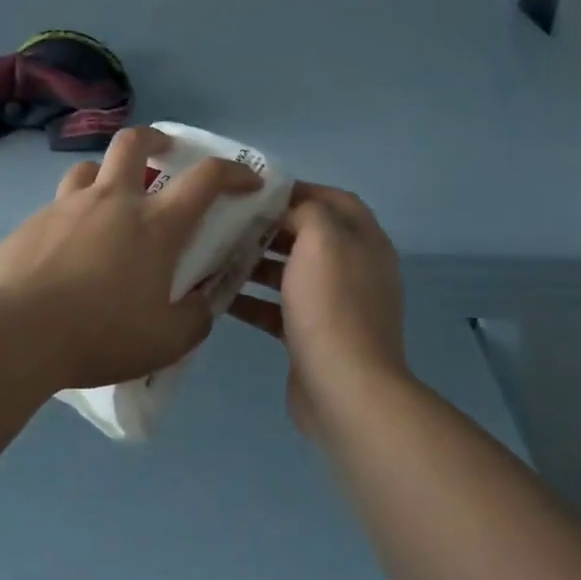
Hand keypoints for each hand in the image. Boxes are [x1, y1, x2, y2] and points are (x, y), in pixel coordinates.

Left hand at [0, 127, 262, 392]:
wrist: (17, 333)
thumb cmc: (101, 335)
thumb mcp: (166, 341)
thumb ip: (195, 317)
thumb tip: (202, 301)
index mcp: (154, 225)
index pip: (205, 179)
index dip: (233, 171)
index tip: (246, 180)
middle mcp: (112, 201)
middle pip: (134, 142)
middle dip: (156, 139)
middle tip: (164, 154)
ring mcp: (67, 206)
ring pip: (90, 168)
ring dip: (108, 174)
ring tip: (111, 202)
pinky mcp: (32, 222)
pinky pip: (60, 204)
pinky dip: (75, 213)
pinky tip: (69, 247)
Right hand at [229, 183, 410, 436]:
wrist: (344, 389)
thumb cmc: (331, 305)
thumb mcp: (321, 239)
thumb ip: (306, 211)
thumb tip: (289, 211)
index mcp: (364, 241)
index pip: (334, 200)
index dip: (298, 190)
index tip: (256, 191)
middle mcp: (354, 269)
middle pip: (308, 236)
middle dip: (269, 227)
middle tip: (228, 222)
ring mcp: (334, 306)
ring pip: (290, 273)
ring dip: (256, 263)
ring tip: (216, 255)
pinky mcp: (312, 336)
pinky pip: (278, 309)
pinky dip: (252, 300)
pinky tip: (219, 297)